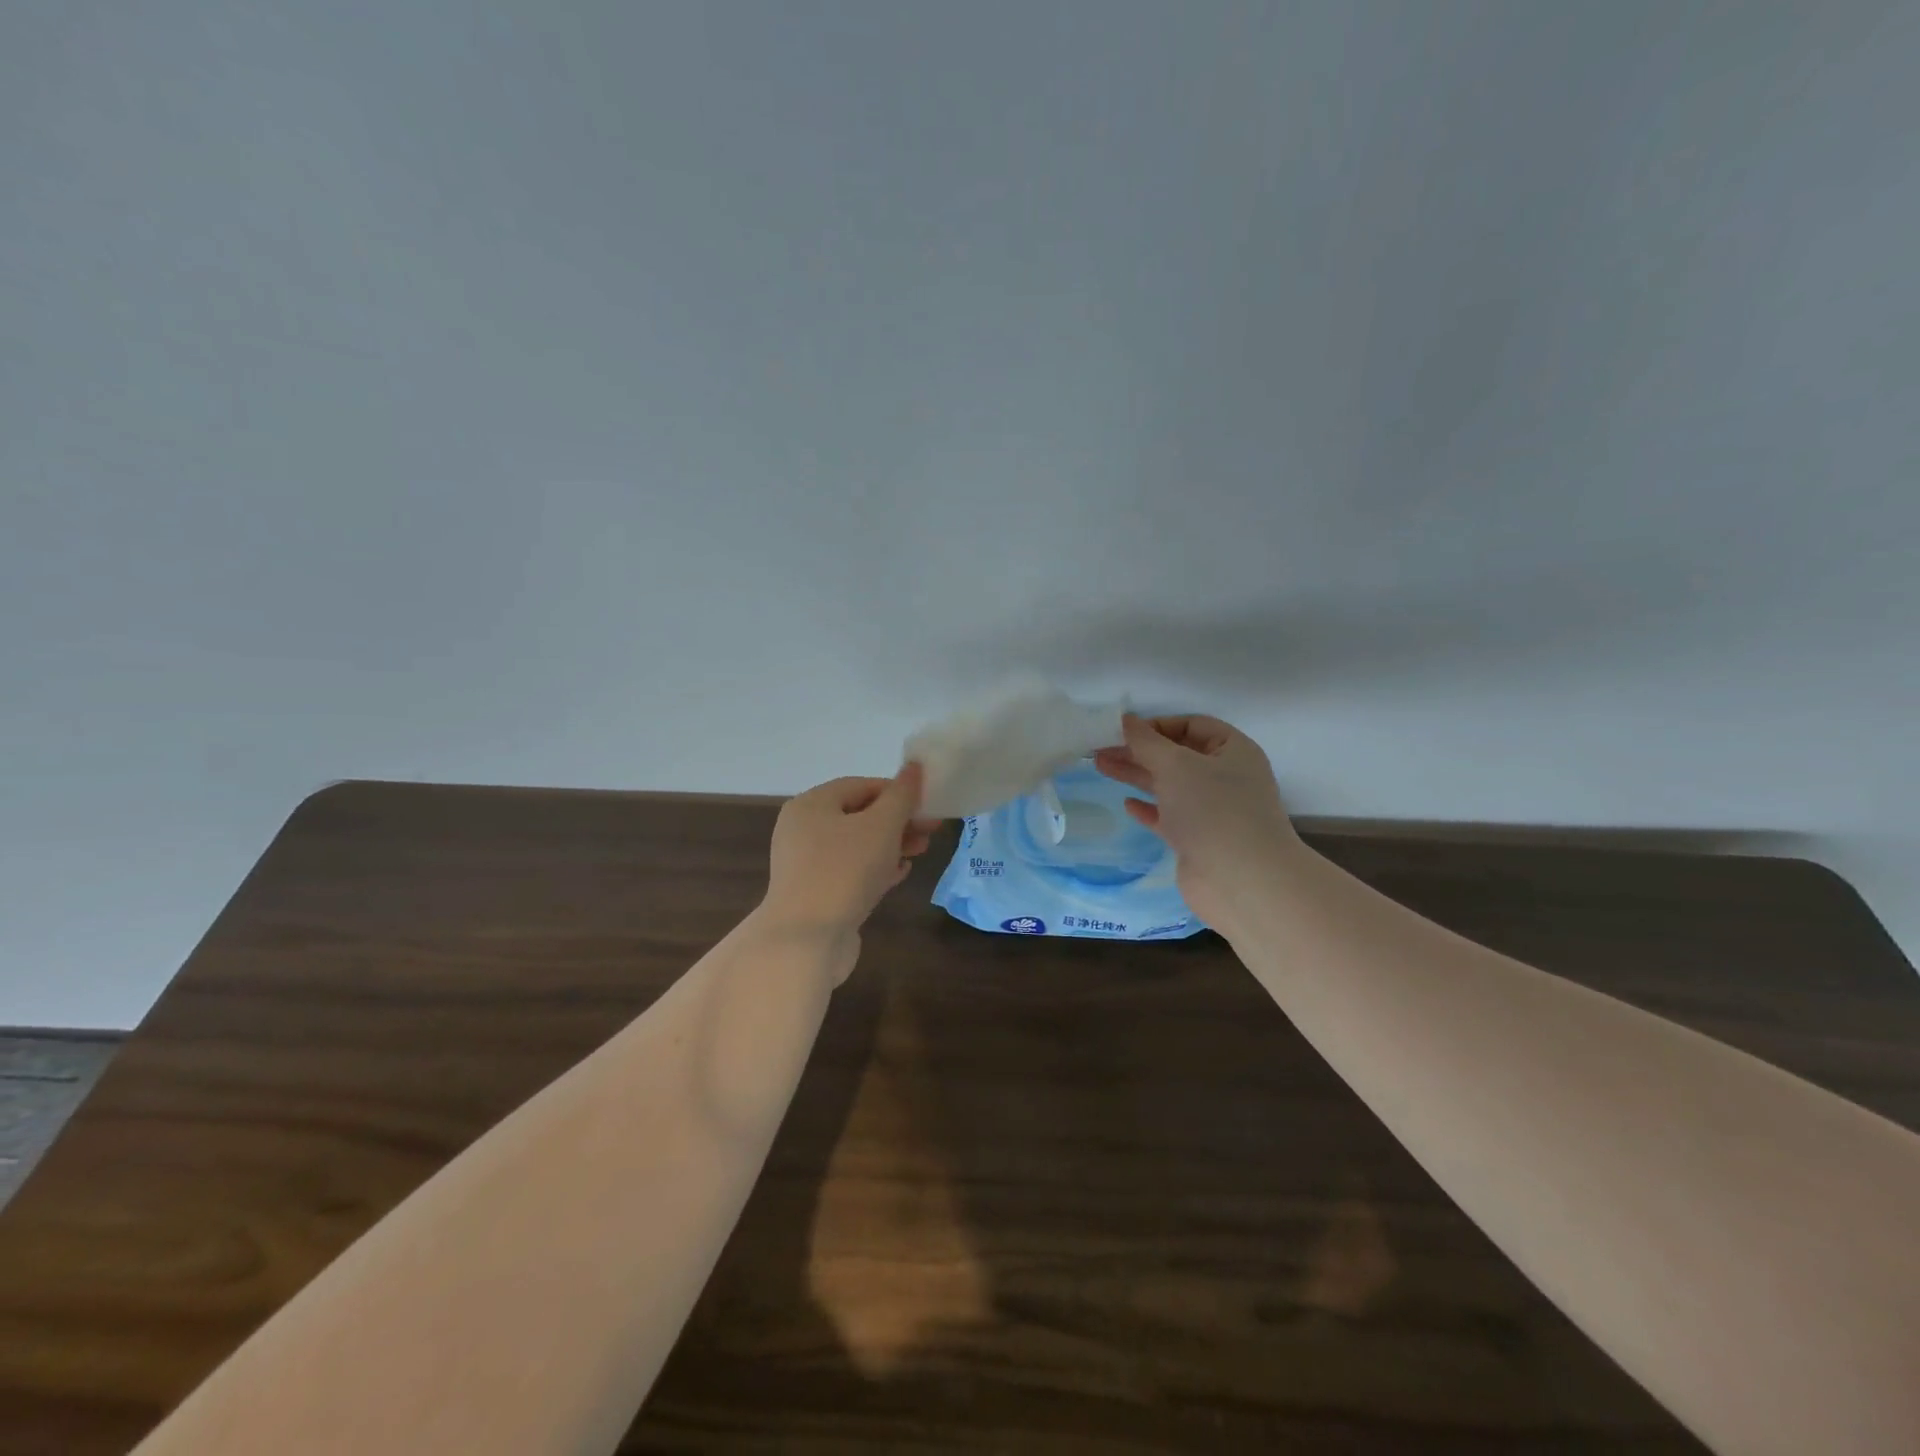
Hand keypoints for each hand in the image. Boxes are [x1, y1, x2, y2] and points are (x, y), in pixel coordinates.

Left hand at [763, 764, 937, 946]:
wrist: (806, 940)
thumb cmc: (845, 870)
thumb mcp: (881, 826)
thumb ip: (901, 795)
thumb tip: (914, 767)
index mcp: (811, 804)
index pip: (861, 785)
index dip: (897, 792)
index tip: (927, 806)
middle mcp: (802, 829)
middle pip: (858, 815)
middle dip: (897, 821)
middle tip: (929, 831)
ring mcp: (806, 864)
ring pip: (856, 845)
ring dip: (890, 845)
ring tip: (919, 852)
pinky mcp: (815, 893)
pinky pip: (849, 871)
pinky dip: (875, 869)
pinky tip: (898, 874)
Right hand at [1093, 714, 1297, 922]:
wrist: (1241, 881)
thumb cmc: (1212, 810)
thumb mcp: (1176, 765)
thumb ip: (1146, 742)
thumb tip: (1126, 720)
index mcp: (1232, 751)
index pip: (1192, 725)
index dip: (1157, 725)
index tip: (1122, 731)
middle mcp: (1226, 778)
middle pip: (1176, 755)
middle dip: (1139, 750)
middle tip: (1100, 748)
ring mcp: (1213, 811)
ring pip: (1169, 785)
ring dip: (1137, 775)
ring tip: (1101, 765)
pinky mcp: (1198, 840)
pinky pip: (1169, 817)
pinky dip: (1149, 808)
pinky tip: (1127, 804)